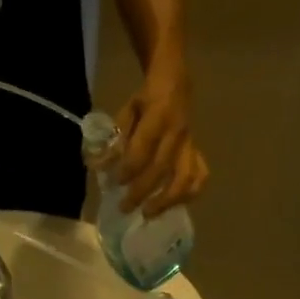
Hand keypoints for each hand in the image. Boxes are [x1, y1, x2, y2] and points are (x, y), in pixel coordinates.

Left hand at [115, 67, 207, 216]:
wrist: (175, 85)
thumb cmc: (145, 101)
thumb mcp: (125, 112)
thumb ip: (114, 139)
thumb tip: (99, 166)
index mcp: (159, 117)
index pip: (143, 149)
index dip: (129, 169)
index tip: (116, 183)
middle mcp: (177, 133)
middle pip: (161, 169)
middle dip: (142, 192)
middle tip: (125, 208)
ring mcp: (190, 145)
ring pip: (186, 178)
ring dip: (168, 200)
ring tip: (149, 213)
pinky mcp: (197, 153)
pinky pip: (200, 176)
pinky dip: (190, 194)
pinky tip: (174, 204)